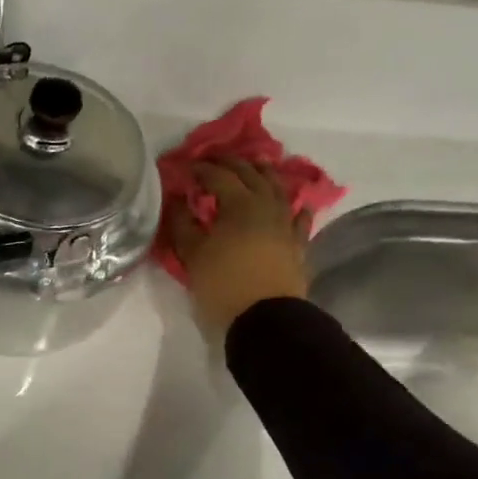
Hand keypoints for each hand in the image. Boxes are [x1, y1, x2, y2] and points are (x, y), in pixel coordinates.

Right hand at [165, 159, 310, 340]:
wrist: (265, 318)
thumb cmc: (222, 285)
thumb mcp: (192, 255)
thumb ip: (182, 224)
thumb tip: (177, 200)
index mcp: (239, 204)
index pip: (219, 176)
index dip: (202, 168)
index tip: (187, 166)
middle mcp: (266, 205)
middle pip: (251, 175)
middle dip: (232, 164)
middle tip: (215, 160)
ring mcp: (286, 223)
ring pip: (278, 189)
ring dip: (265, 175)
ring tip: (255, 168)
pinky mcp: (298, 243)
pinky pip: (300, 217)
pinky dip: (296, 206)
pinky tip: (298, 203)